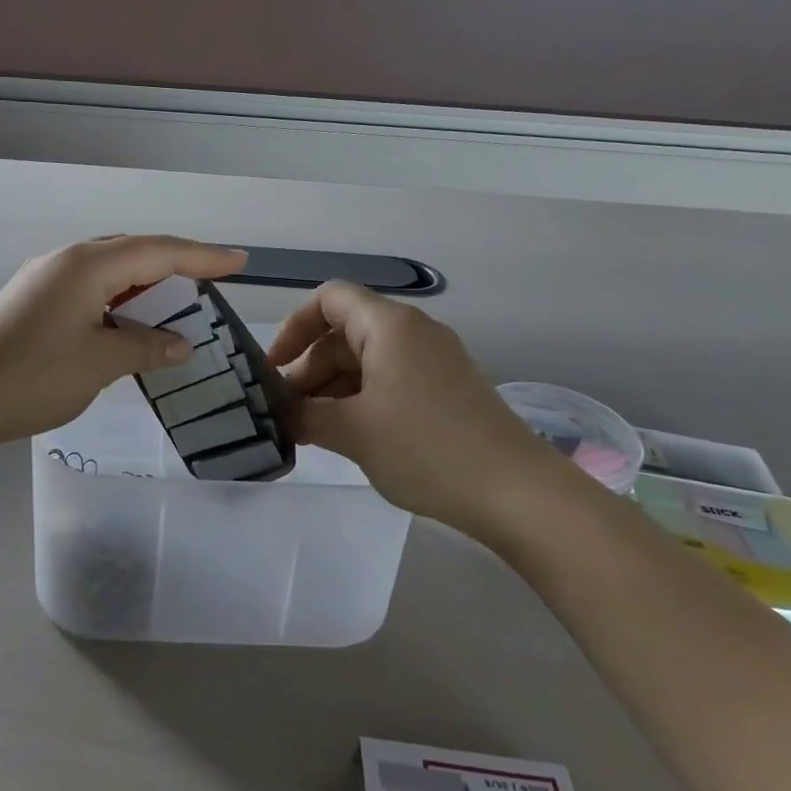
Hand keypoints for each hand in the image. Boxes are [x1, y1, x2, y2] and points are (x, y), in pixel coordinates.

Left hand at [0, 235, 247, 448]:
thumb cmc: (32, 376)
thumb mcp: (100, 363)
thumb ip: (147, 348)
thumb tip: (181, 344)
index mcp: (88, 265)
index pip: (159, 251)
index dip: (203, 256)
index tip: (241, 261)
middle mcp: (67, 261)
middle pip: (134, 252)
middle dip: (176, 264)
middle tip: (212, 282)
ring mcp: (45, 279)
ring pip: (110, 270)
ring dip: (146, 285)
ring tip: (177, 304)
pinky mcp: (32, 301)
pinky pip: (90, 288)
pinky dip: (119, 300)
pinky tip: (129, 322)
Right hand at [266, 281, 562, 532]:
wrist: (517, 492)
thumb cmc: (426, 448)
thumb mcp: (353, 431)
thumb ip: (306, 415)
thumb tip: (282, 414)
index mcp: (389, 325)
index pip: (328, 299)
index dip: (293, 327)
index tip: (272, 368)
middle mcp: (412, 331)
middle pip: (344, 332)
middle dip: (309, 368)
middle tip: (286, 413)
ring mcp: (433, 360)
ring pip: (366, 360)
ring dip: (333, 389)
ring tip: (310, 431)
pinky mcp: (446, 389)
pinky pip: (390, 380)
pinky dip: (361, 400)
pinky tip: (347, 435)